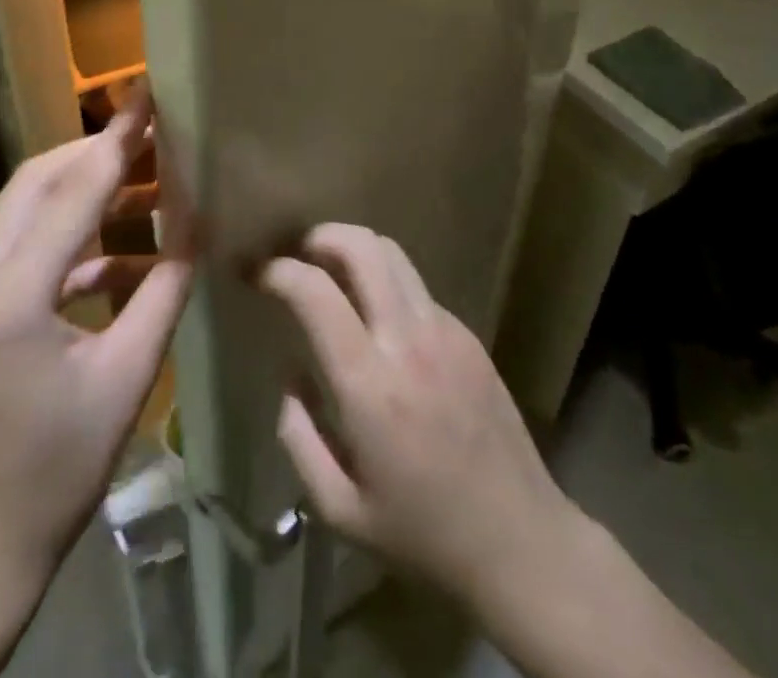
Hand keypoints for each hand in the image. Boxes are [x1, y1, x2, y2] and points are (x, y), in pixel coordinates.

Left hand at [0, 86, 192, 585]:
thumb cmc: (57, 469)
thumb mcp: (127, 375)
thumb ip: (165, 288)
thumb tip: (198, 225)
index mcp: (11, 295)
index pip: (74, 189)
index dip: (118, 138)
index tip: (149, 94)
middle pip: (38, 180)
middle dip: (98, 152)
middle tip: (156, 139)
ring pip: (25, 207)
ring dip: (84, 190)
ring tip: (150, 190)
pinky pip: (22, 246)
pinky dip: (71, 237)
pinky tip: (122, 255)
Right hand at [259, 224, 572, 608]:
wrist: (520, 541)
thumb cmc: (423, 535)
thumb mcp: (339, 510)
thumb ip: (299, 438)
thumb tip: (290, 379)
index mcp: (370, 386)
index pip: (316, 293)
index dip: (279, 271)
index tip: (257, 274)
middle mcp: (408, 341)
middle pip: (363, 247)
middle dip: (321, 236)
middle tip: (297, 253)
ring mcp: (445, 331)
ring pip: (394, 255)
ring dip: (355, 249)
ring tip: (333, 271)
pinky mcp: (468, 335)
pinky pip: (417, 287)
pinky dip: (386, 283)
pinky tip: (379, 319)